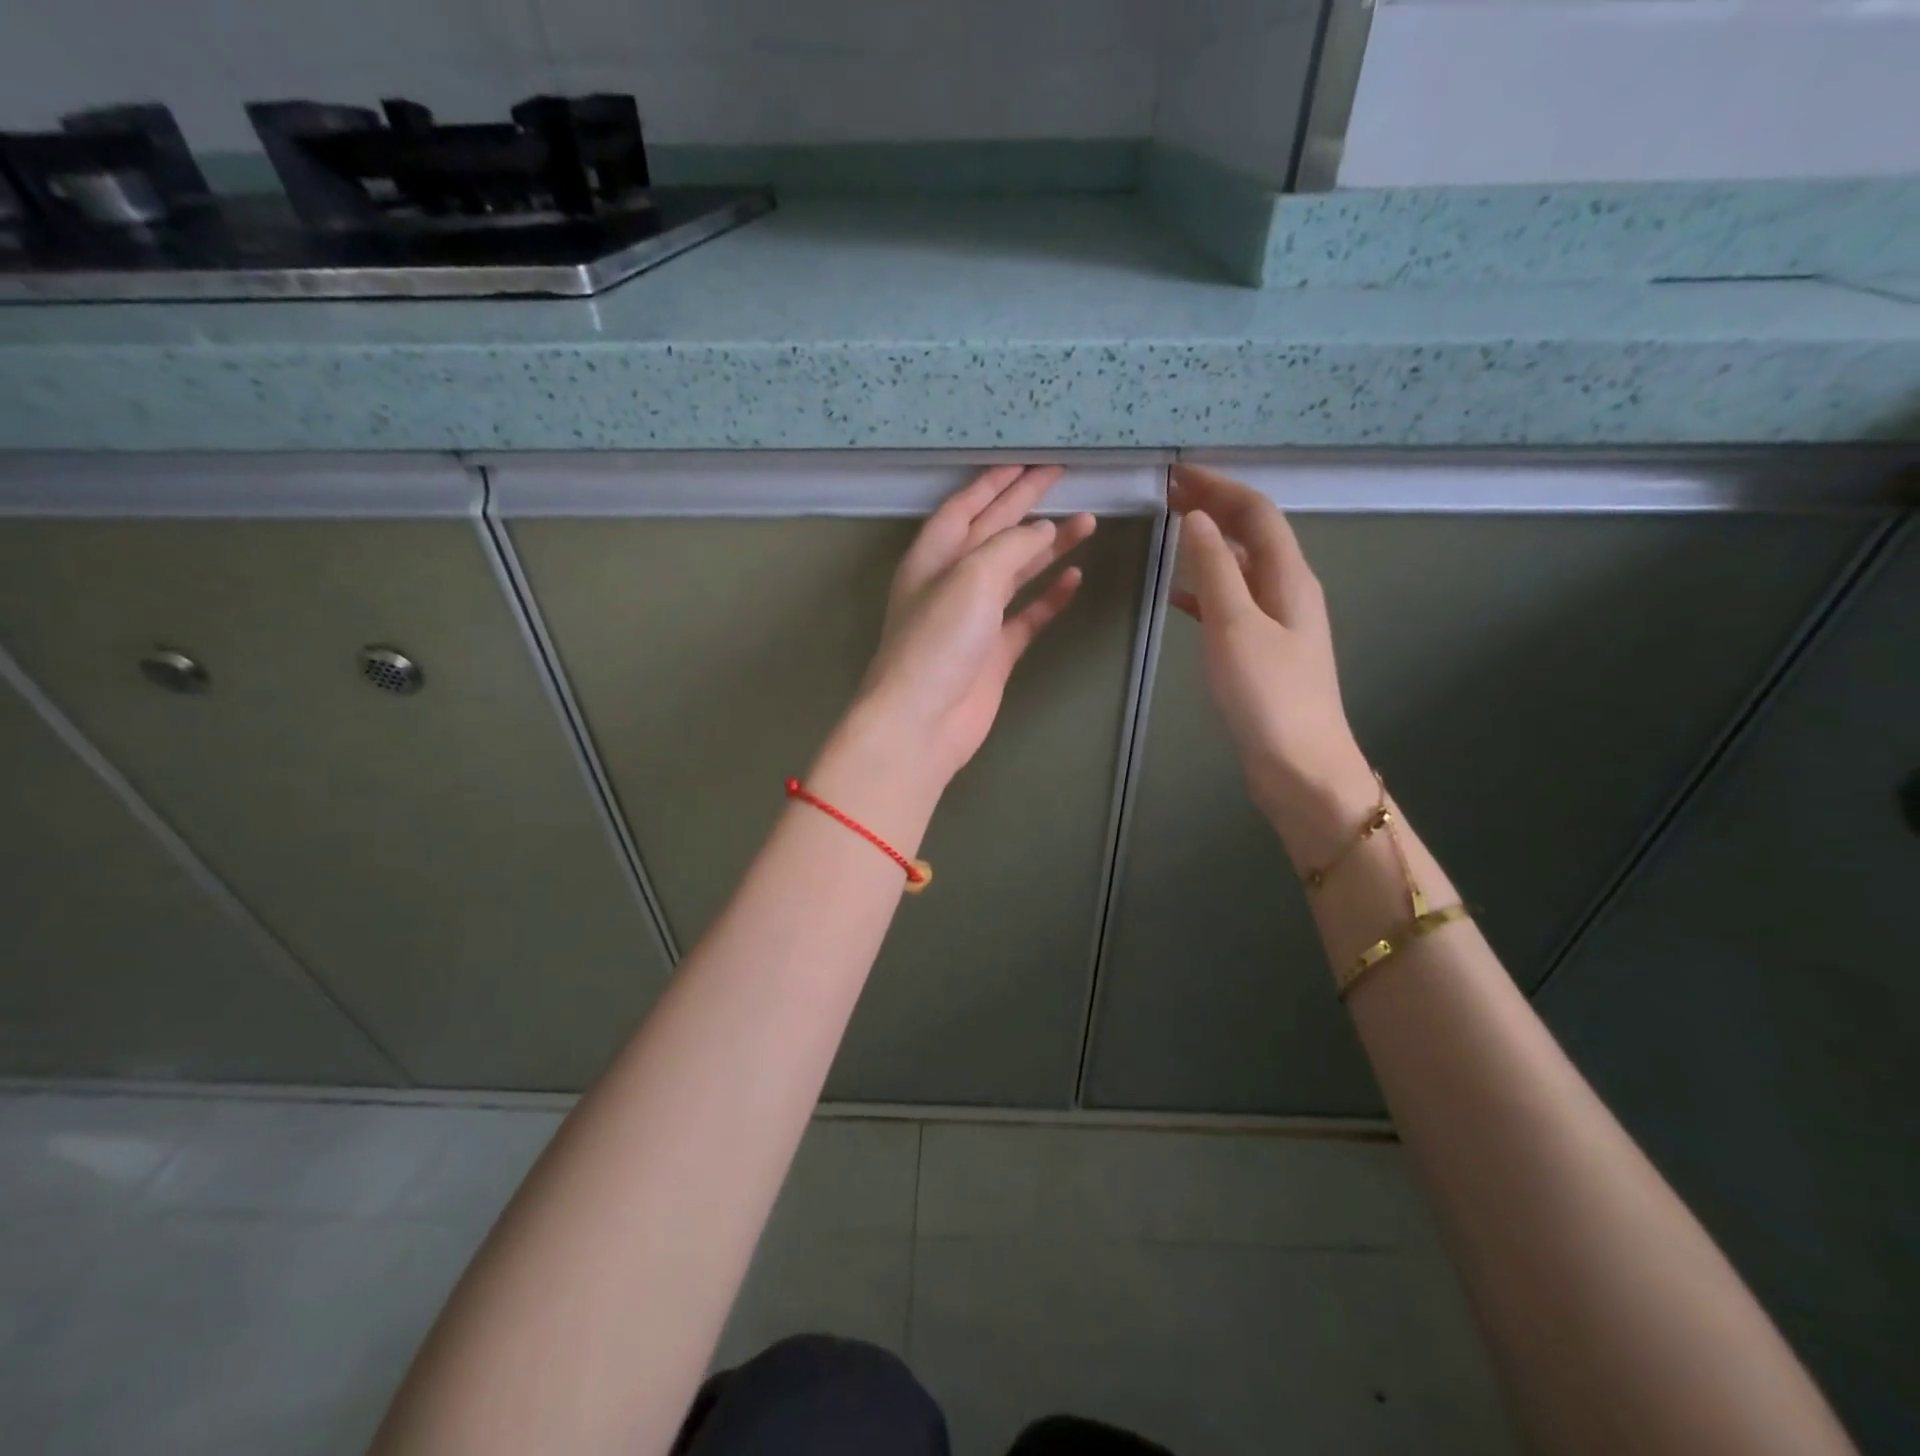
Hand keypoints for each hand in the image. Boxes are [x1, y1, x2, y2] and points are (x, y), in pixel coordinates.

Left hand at [849, 465, 1095, 787]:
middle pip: (993, 532)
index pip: (966, 506)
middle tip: (1062, 477)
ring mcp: (974, 620)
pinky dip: (1049, 597)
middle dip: (1026, 503)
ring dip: (1048, 546)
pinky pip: (1027, 616)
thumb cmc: (938, 641)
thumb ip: (1009, 546)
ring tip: (1087, 522)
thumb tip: (1042, 529)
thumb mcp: (971, 577)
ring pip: (1016, 572)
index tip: (1029, 462)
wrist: (923, 721)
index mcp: (933, 557)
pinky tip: (1075, 577)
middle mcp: (951, 582)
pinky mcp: (994, 653)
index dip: (996, 482)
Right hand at [1169, 464, 1373, 860]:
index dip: (1219, 488)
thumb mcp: (1235, 626)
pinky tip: (1180, 596)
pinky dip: (1206, 589)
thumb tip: (1195, 519)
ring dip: (1209, 545)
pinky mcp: (1264, 651)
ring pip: (1242, 567)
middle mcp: (1289, 591)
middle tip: (1169, 496)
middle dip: (1215, 509)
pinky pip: (1233, 603)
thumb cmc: (1268, 695)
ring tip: (1171, 534)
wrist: (1300, 765)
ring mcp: (1278, 623)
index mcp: (1289, 578)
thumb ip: (1213, 570)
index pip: (1256, 514)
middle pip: (1252, 535)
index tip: (1178, 475)